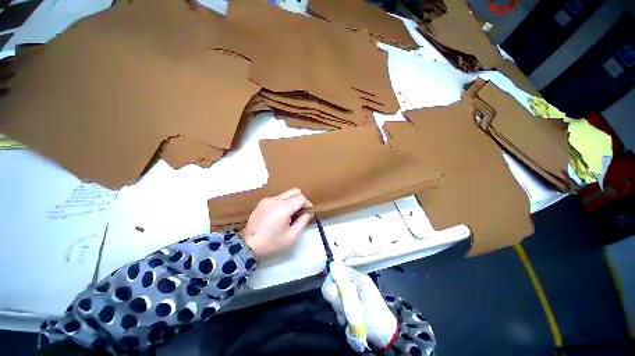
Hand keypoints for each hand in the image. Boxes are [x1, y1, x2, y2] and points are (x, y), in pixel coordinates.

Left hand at [240, 188, 312, 257]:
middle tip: (301, 212)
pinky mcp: (262, 202)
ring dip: (291, 201)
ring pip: (286, 194)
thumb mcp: (291, 236)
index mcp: (283, 207)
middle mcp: (275, 199)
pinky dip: (283, 203)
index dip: (307, 203)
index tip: (308, 212)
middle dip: (300, 200)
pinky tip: (279, 214)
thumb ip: (303, 222)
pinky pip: (277, 198)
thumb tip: (308, 213)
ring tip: (290, 215)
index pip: (301, 197)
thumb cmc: (271, 242)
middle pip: (294, 191)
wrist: (247, 245)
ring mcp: (267, 199)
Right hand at [322, 265, 397, 349]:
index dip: (332, 281)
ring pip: (339, 289)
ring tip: (343, 316)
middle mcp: (358, 279)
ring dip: (338, 303)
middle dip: (335, 295)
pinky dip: (342, 306)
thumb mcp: (354, 311)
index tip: (331, 297)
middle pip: (338, 280)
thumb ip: (339, 298)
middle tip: (338, 309)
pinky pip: (344, 296)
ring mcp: (358, 287)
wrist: (386, 334)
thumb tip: (326, 288)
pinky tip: (345, 317)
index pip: (339, 271)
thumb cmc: (373, 321)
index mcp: (359, 279)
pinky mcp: (357, 296)